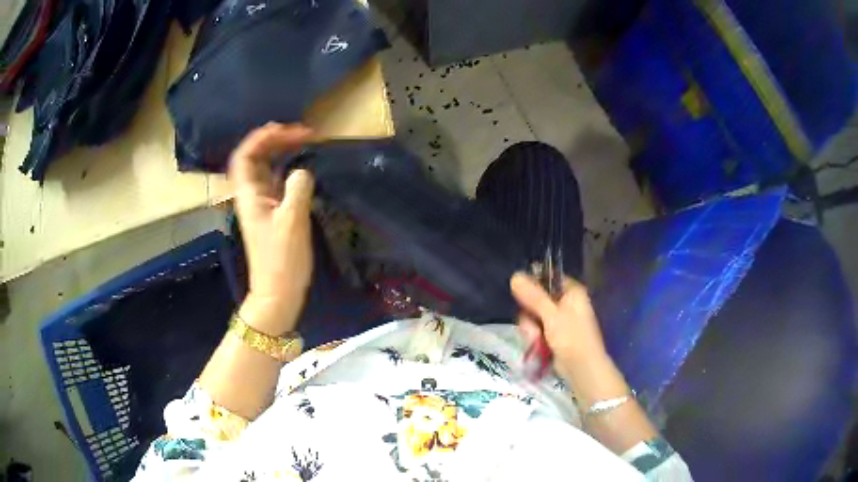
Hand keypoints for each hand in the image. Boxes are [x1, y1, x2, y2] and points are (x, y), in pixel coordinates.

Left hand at [229, 123, 314, 333]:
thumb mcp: (292, 222)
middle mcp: (252, 196)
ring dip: (282, 152)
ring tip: (304, 142)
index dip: (261, 138)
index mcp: (249, 195)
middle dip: (275, 140)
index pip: (245, 156)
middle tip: (303, 134)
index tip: (287, 129)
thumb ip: (298, 189)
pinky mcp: (273, 213)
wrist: (278, 294)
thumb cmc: (282, 260)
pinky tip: (303, 167)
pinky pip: (277, 181)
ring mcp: (262, 204)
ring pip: (266, 168)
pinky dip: (288, 168)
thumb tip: (303, 169)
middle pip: (255, 158)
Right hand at [510, 273, 608, 380]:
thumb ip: (533, 296)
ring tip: (535, 340)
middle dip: (529, 314)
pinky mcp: (553, 334)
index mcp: (572, 291)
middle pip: (536, 299)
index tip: (521, 296)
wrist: (582, 368)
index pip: (548, 278)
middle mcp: (566, 302)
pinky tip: (536, 345)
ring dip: (530, 329)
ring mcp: (559, 319)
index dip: (532, 285)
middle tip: (532, 327)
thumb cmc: (572, 338)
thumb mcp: (551, 315)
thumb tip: (515, 275)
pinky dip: (534, 337)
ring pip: (533, 316)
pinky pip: (536, 329)